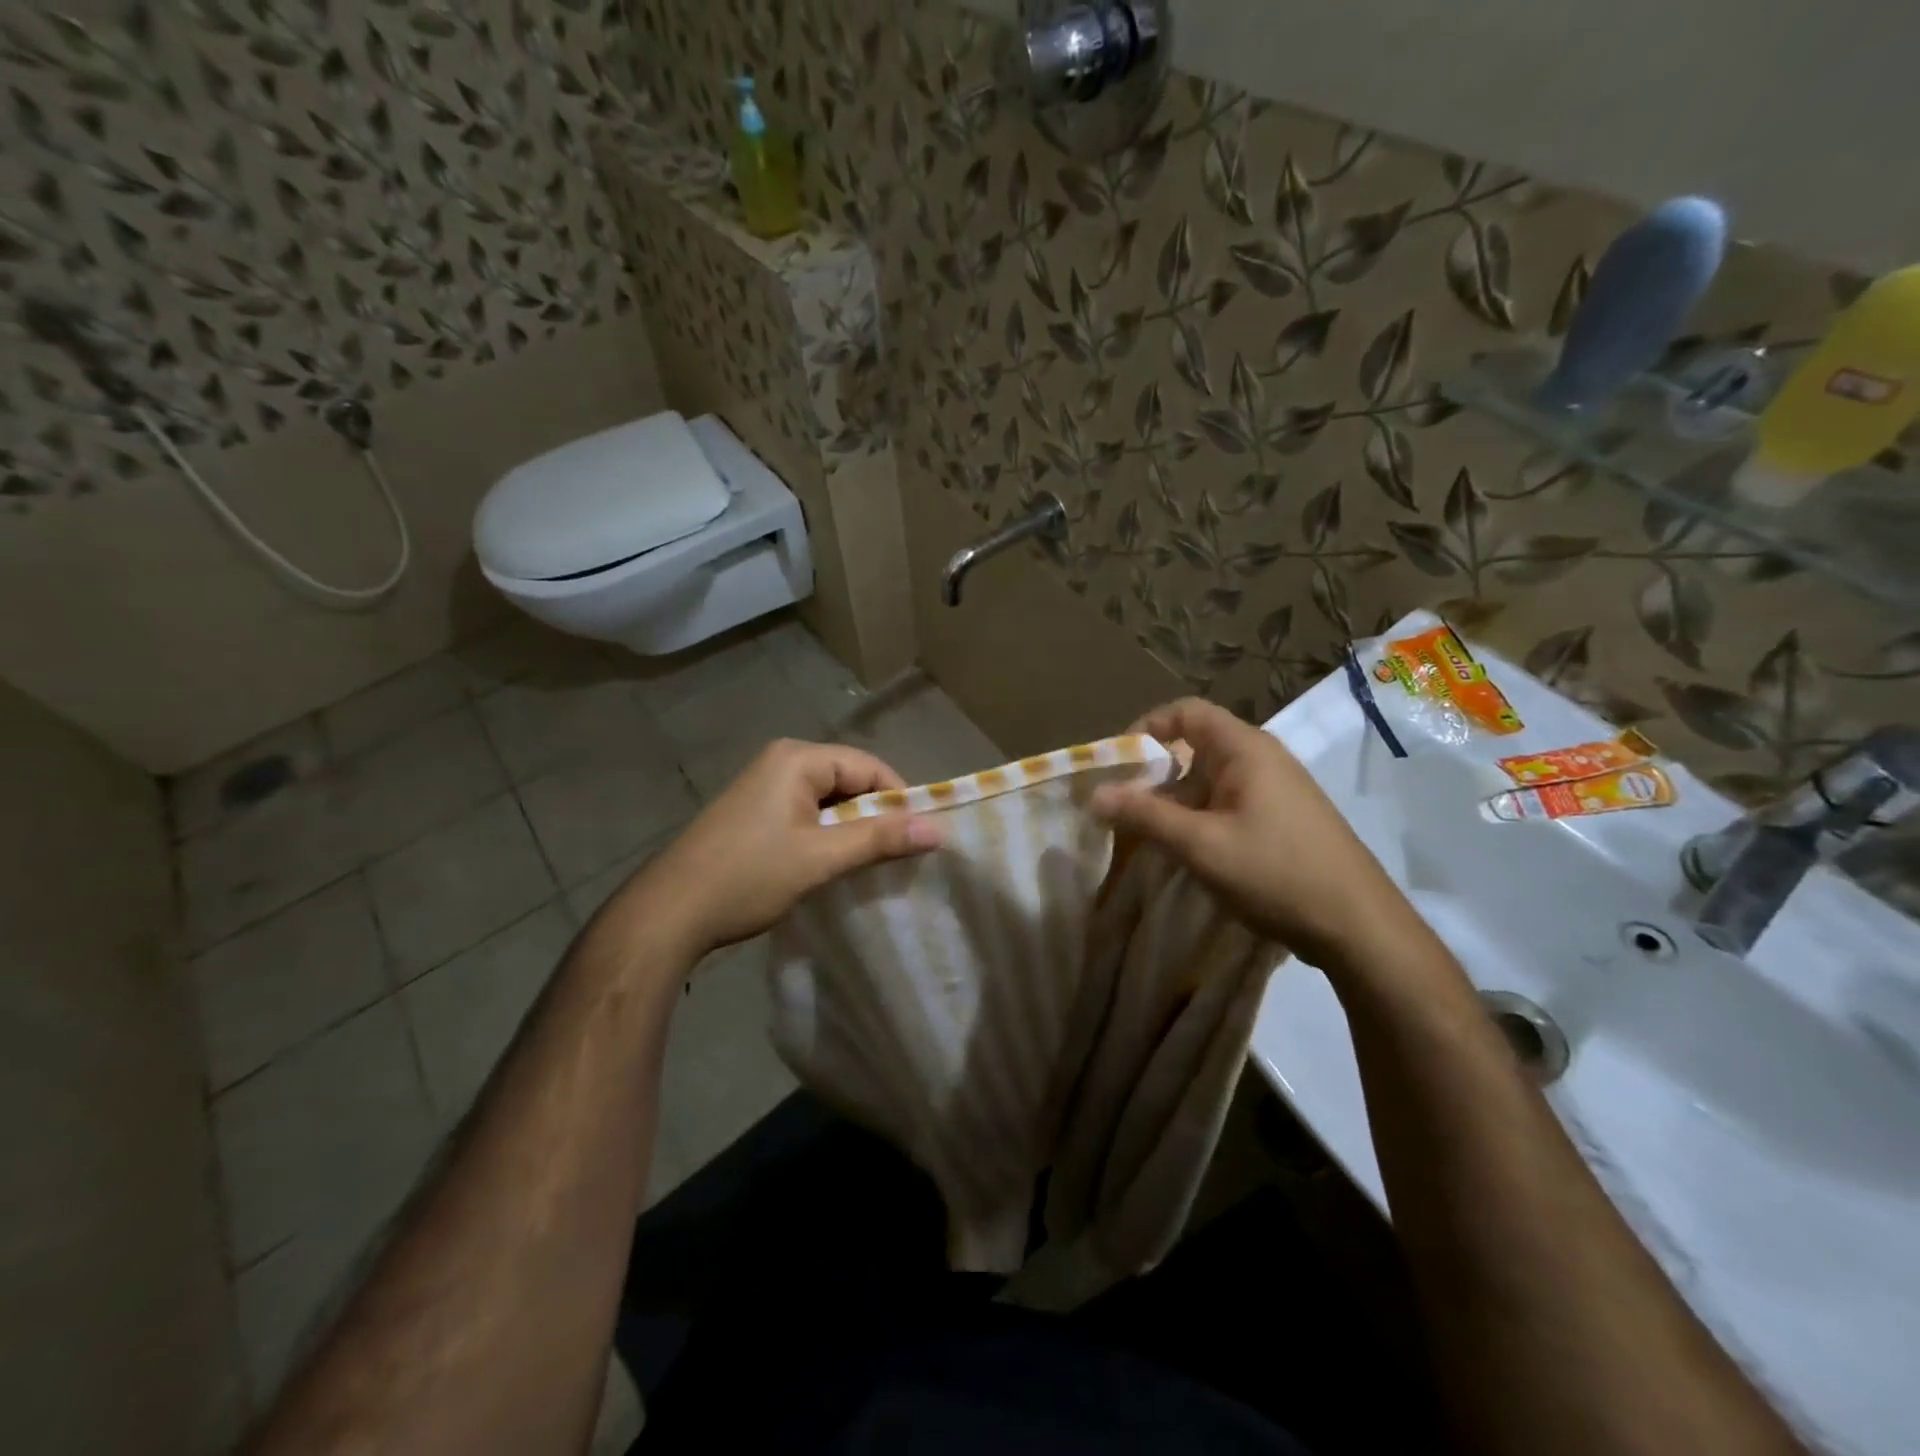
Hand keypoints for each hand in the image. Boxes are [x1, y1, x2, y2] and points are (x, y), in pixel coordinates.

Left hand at [625, 738, 942, 958]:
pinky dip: (827, 836)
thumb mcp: (821, 858)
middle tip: (898, 856)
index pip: (868, 766)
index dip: (898, 799)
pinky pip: (808, 815)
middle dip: (875, 816)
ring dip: (852, 830)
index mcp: (797, 759)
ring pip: (830, 801)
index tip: (920, 837)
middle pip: (849, 781)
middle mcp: (781, 762)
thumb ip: (880, 839)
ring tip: (871, 865)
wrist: (669, 913)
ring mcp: (764, 787)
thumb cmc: (748, 876)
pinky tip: (835, 865)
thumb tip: (938, 829)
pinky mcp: (755, 813)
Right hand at [1089, 698, 1415, 970]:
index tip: (1117, 763)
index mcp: (1245, 749)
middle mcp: (1262, 759)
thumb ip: (1144, 816)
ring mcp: (1276, 790)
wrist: (1359, 927)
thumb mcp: (1200, 845)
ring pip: (1209, 780)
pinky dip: (1198, 817)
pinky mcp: (1282, 819)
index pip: (1185, 712)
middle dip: (1154, 773)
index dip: (1146, 728)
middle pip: (1195, 746)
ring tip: (1146, 834)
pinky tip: (1186, 851)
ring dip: (1174, 801)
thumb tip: (1093, 794)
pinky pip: (1227, 803)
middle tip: (1122, 805)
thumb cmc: (1276, 872)